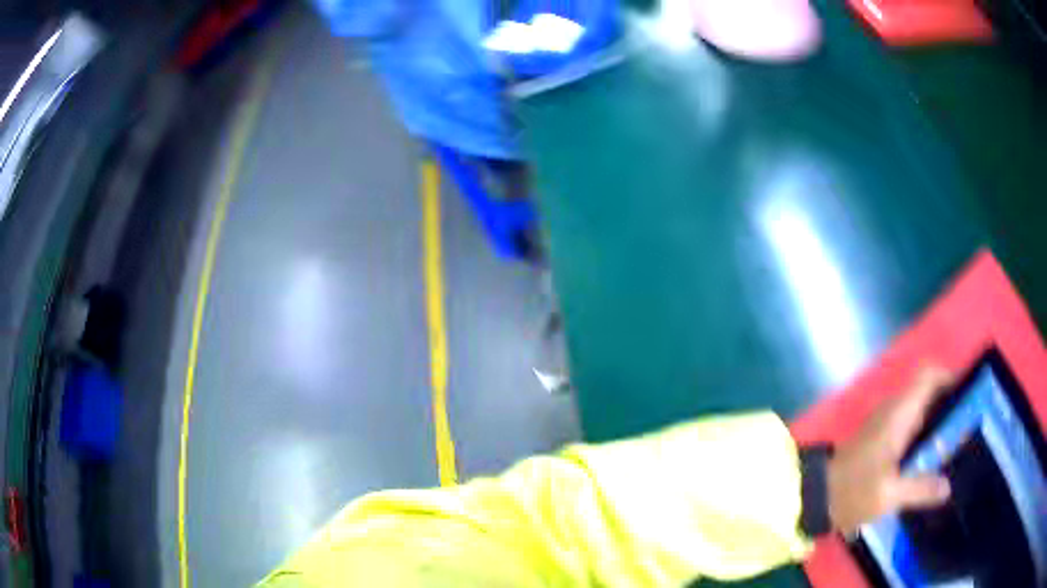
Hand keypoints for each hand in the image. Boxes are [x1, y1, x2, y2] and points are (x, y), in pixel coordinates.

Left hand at [827, 367, 954, 534]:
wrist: (814, 496)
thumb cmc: (852, 491)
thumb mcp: (888, 495)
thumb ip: (920, 489)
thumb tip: (948, 487)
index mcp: (899, 413)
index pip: (927, 375)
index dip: (949, 376)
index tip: (967, 394)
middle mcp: (892, 410)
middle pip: (926, 391)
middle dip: (948, 403)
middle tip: (966, 424)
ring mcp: (883, 422)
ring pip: (918, 409)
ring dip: (936, 420)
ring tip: (954, 442)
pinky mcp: (878, 437)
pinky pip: (908, 424)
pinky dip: (922, 433)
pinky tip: (930, 457)